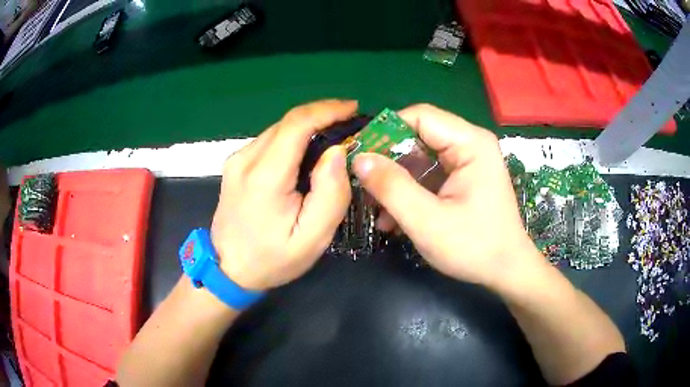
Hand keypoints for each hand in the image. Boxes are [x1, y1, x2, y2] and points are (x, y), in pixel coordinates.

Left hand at [211, 100, 354, 290]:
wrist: (228, 269)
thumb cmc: (272, 259)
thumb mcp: (312, 238)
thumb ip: (330, 193)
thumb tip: (336, 152)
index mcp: (265, 176)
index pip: (296, 124)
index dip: (327, 110)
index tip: (353, 108)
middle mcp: (246, 159)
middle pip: (288, 123)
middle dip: (322, 116)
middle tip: (350, 125)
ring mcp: (237, 160)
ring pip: (278, 129)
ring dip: (308, 127)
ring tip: (334, 136)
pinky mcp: (235, 164)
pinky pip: (269, 141)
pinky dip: (293, 138)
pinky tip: (307, 152)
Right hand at [352, 104, 542, 287]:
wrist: (506, 271)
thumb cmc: (474, 247)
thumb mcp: (427, 221)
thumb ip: (392, 187)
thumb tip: (359, 159)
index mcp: (470, 143)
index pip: (419, 116)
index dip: (386, 131)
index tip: (359, 155)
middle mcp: (470, 144)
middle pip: (418, 136)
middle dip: (388, 161)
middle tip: (362, 184)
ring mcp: (467, 162)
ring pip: (419, 158)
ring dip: (396, 182)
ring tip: (376, 210)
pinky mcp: (462, 179)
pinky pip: (428, 175)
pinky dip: (409, 192)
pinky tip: (393, 218)